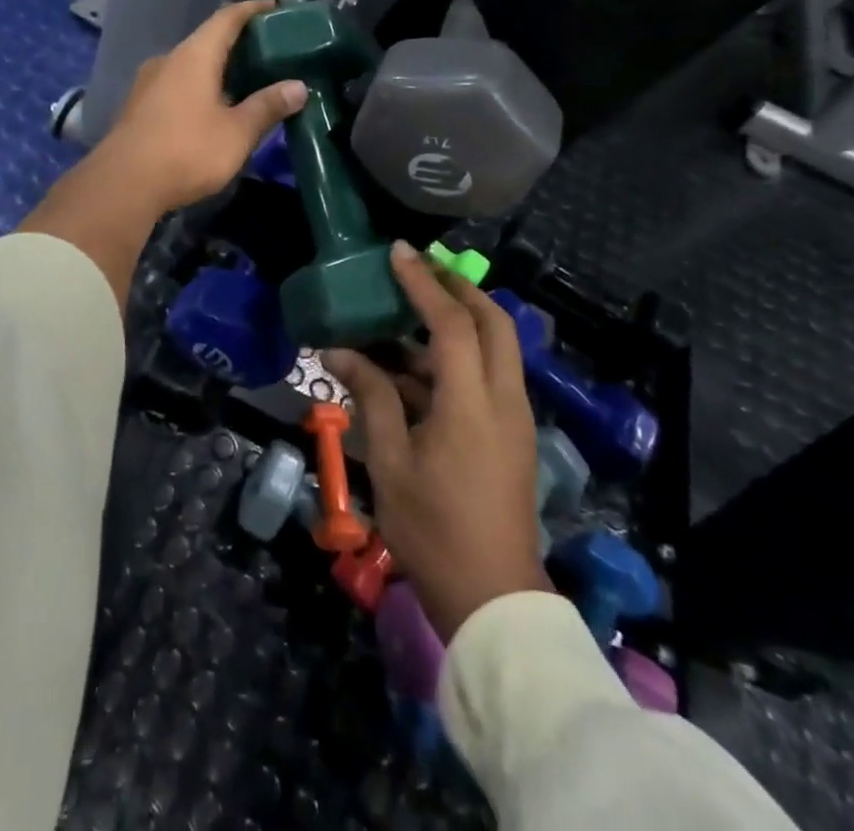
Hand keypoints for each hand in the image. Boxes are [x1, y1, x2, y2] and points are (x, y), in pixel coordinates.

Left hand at [96, 0, 308, 215]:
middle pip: (207, 42)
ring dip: (217, 70)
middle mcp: (168, 60)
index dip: (252, 10)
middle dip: (238, 44)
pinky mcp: (138, 108)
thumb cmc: (187, 151)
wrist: (123, 185)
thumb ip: (268, 106)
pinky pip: (176, 87)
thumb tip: (299, 86)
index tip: (276, 8)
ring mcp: (148, 84)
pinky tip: (213, 110)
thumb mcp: (237, 132)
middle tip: (269, 53)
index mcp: (194, 55)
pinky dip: (199, 89)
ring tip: (246, 84)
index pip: (227, 18)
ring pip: (189, 66)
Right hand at [325, 242, 550, 642]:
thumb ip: (370, 397)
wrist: (493, 600)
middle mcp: (504, 399)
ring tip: (407, 312)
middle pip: (494, 321)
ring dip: (458, 320)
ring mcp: (515, 418)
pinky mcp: (512, 435)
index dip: (423, 283)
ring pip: (496, 347)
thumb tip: (339, 351)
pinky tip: (415, 366)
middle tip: (418, 269)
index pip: (452, 323)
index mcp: (472, 404)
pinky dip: (458, 355)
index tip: (397, 251)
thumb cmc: (433, 529)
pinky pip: (489, 375)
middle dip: (458, 287)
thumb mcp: (389, 461)